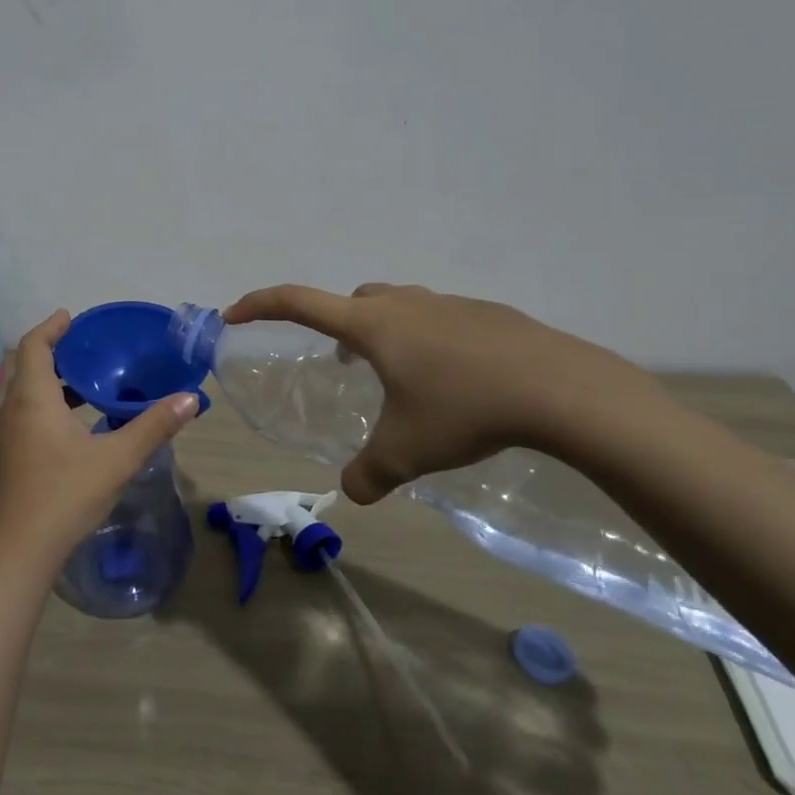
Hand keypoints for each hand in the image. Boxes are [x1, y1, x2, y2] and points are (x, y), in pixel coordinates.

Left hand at [0, 310, 199, 571]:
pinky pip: (30, 416)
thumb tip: (190, 399)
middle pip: (31, 368)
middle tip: (93, 348)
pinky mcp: (11, 458)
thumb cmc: (65, 494)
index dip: (51, 327)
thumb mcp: (117, 458)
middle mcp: (14, 410)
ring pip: (30, 395)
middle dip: (59, 353)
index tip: (72, 317)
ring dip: (57, 383)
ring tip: (93, 383)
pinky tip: (81, 425)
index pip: (33, 345)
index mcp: (33, 398)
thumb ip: (154, 426)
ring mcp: (8, 436)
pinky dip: (52, 407)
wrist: (19, 551)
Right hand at [224, 283, 650, 504]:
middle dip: (336, 325)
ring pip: (398, 308)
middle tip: (342, 362)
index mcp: (372, 326)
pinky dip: (428, 342)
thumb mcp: (407, 451)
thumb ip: (370, 473)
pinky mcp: (487, 316)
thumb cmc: (465, 410)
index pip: (298, 302)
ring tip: (398, 377)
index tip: (234, 314)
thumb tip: (351, 494)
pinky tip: (453, 382)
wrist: (560, 388)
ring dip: (384, 333)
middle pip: (352, 301)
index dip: (260, 305)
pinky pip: (439, 321)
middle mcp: (404, 305)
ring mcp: (449, 305)